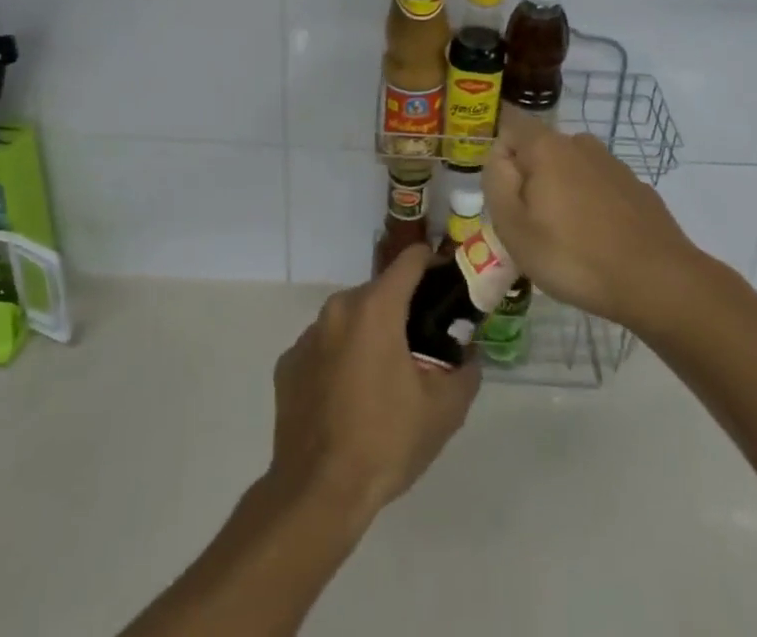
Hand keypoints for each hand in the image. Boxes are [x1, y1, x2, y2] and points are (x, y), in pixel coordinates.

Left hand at [267, 245, 479, 528]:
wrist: (316, 495)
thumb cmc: (385, 442)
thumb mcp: (444, 411)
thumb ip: (466, 372)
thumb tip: (469, 356)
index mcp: (376, 308)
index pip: (411, 260)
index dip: (434, 264)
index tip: (448, 283)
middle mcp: (338, 309)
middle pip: (379, 292)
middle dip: (402, 310)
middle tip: (422, 345)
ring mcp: (308, 336)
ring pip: (350, 319)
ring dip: (369, 335)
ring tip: (384, 377)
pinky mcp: (288, 365)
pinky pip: (324, 347)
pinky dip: (340, 359)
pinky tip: (348, 398)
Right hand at [483, 103, 699, 328]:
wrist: (658, 282)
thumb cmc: (575, 256)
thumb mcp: (514, 228)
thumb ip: (497, 183)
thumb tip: (499, 156)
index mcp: (546, 146)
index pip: (510, 123)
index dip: (497, 149)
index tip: (498, 188)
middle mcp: (580, 143)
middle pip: (540, 151)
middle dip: (529, 179)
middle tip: (528, 227)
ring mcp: (613, 164)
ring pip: (570, 171)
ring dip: (561, 195)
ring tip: (564, 242)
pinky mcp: (636, 188)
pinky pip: (598, 189)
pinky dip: (590, 208)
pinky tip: (597, 245)